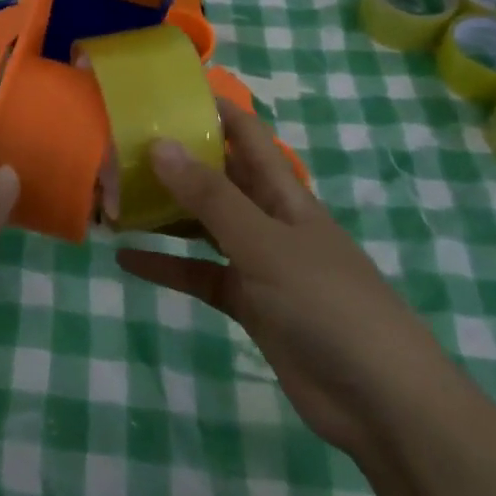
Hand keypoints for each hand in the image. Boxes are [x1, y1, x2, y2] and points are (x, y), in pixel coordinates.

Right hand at [116, 100, 450, 457]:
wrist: (381, 402)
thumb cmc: (328, 304)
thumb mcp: (264, 244)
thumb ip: (210, 197)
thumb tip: (159, 143)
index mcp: (283, 193)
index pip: (245, 135)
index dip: (212, 109)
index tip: (164, 92)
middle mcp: (268, 220)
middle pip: (216, 179)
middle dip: (174, 162)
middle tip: (119, 149)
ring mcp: (258, 263)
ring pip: (202, 226)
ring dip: (164, 214)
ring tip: (114, 200)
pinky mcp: (249, 304)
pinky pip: (200, 275)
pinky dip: (166, 267)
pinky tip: (126, 259)